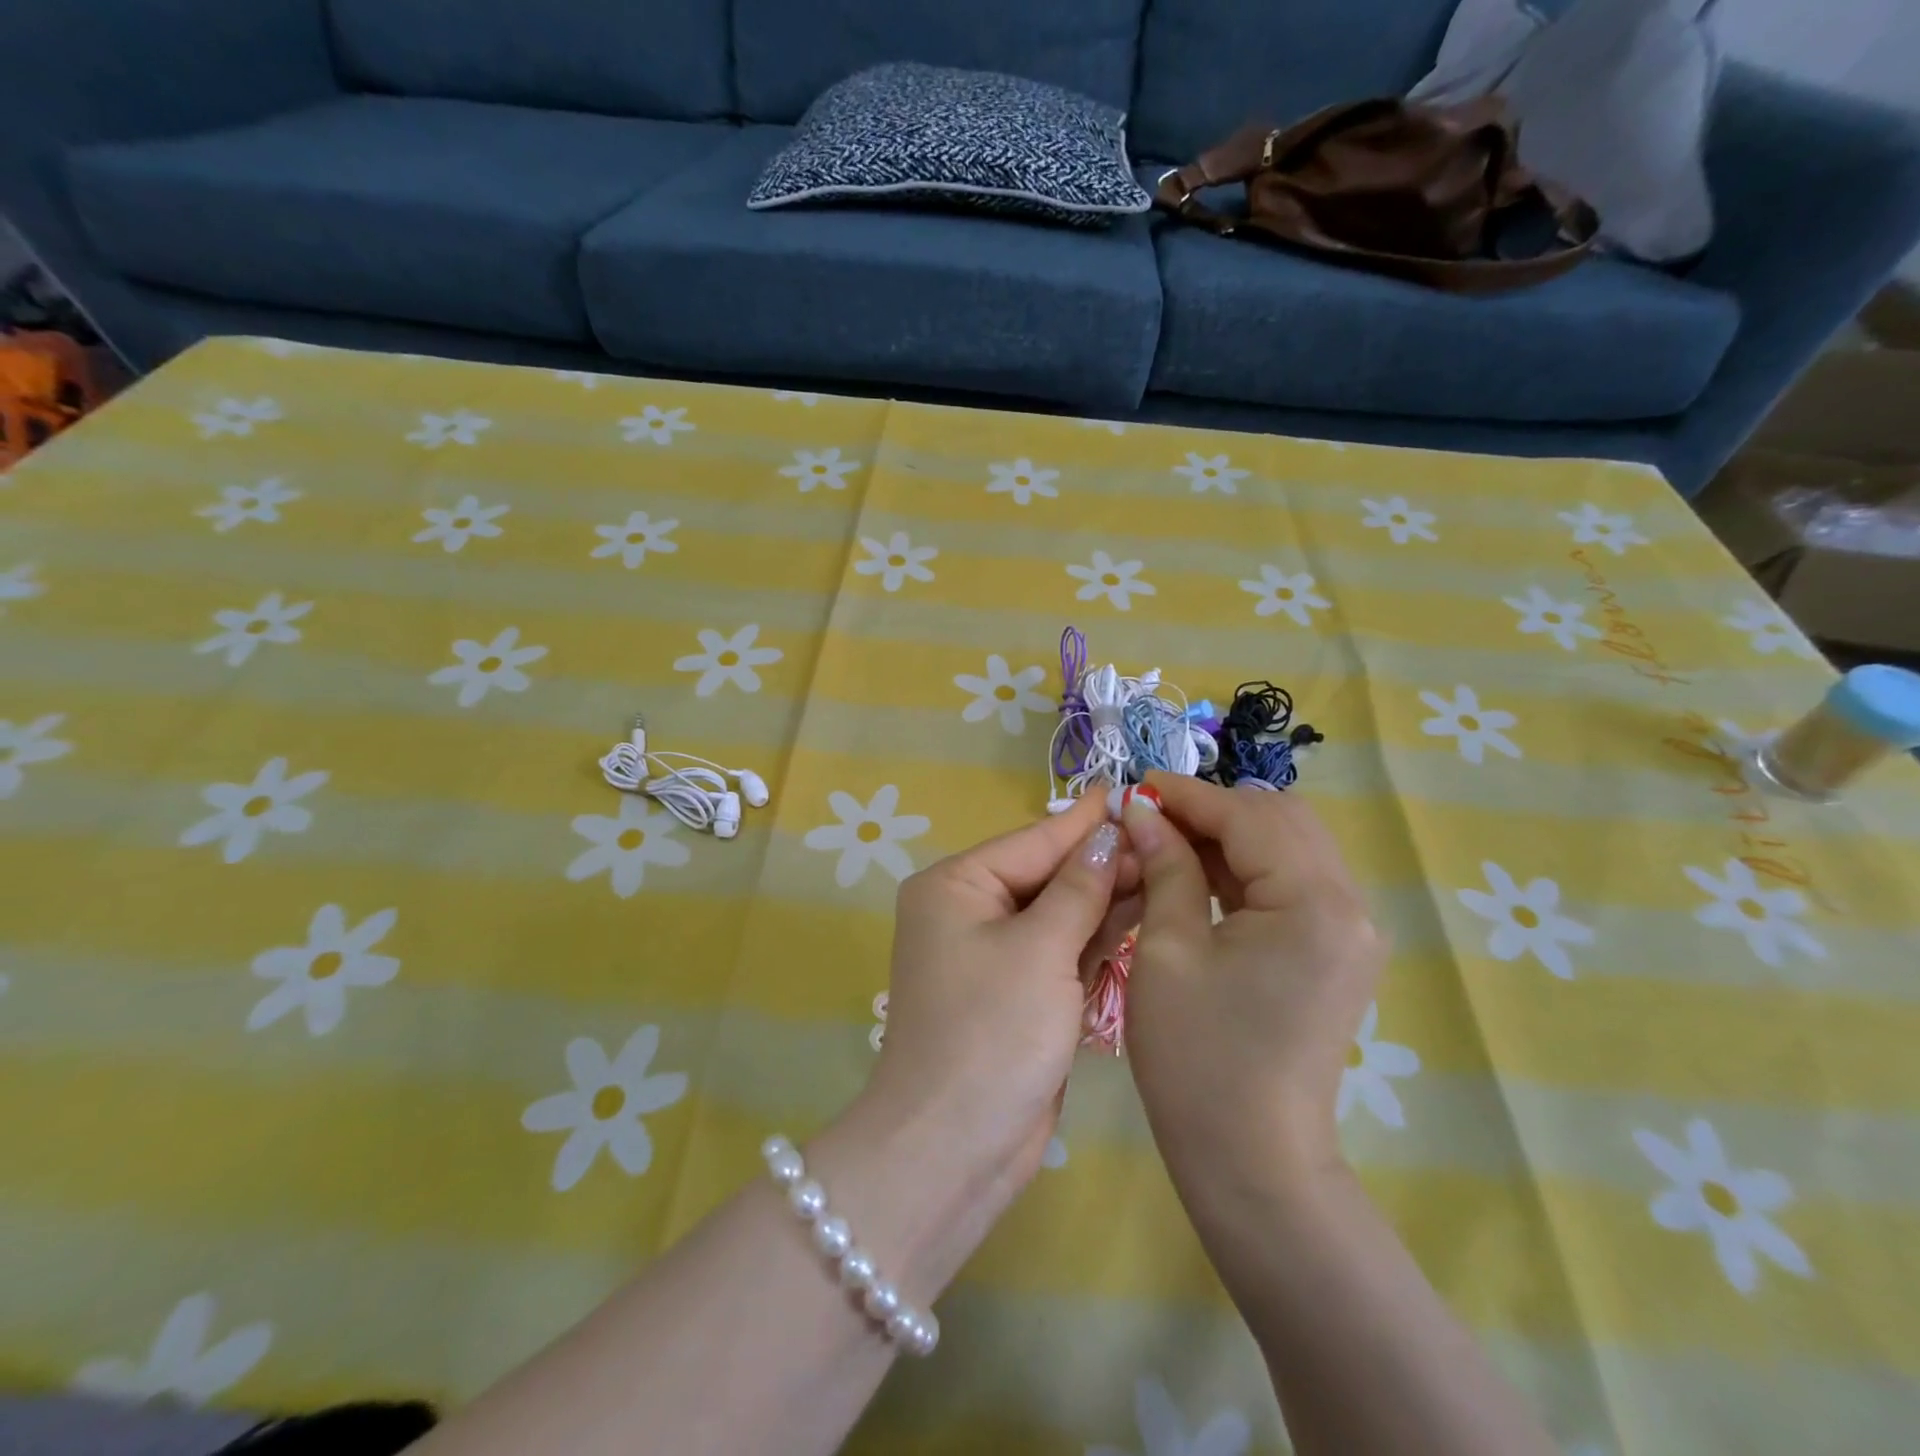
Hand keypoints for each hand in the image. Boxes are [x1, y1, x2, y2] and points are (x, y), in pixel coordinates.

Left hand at [864, 791, 1131, 1186]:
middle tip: (1168, 838)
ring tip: (1167, 867)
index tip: (1135, 792)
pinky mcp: (1018, 992)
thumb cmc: (991, 1033)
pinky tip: (1142, 913)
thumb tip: (1109, 835)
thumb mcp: (1039, 950)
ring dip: (1106, 897)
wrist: (955, 1147)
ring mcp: (995, 954)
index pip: (1033, 841)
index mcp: (956, 886)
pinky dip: (1096, 936)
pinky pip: (1061, 949)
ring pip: (1059, 912)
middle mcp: (970, 911)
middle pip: (1047, 874)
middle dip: (1103, 861)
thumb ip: (1078, 889)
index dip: (1087, 821)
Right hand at [1120, 774, 1387, 1194]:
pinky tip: (1200, 876)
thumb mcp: (1167, 949)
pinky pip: (1294, 882)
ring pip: (1290, 847)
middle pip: (1282, 820)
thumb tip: (1144, 811)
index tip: (1136, 787)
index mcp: (1313, 903)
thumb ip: (1165, 867)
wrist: (1253, 1162)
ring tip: (1168, 843)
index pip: (1248, 816)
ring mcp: (1351, 930)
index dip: (1188, 796)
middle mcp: (1350, 906)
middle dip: (1213, 810)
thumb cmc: (1197, 1058)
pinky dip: (1247, 869)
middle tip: (1152, 820)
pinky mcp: (1339, 951)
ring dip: (1230, 836)